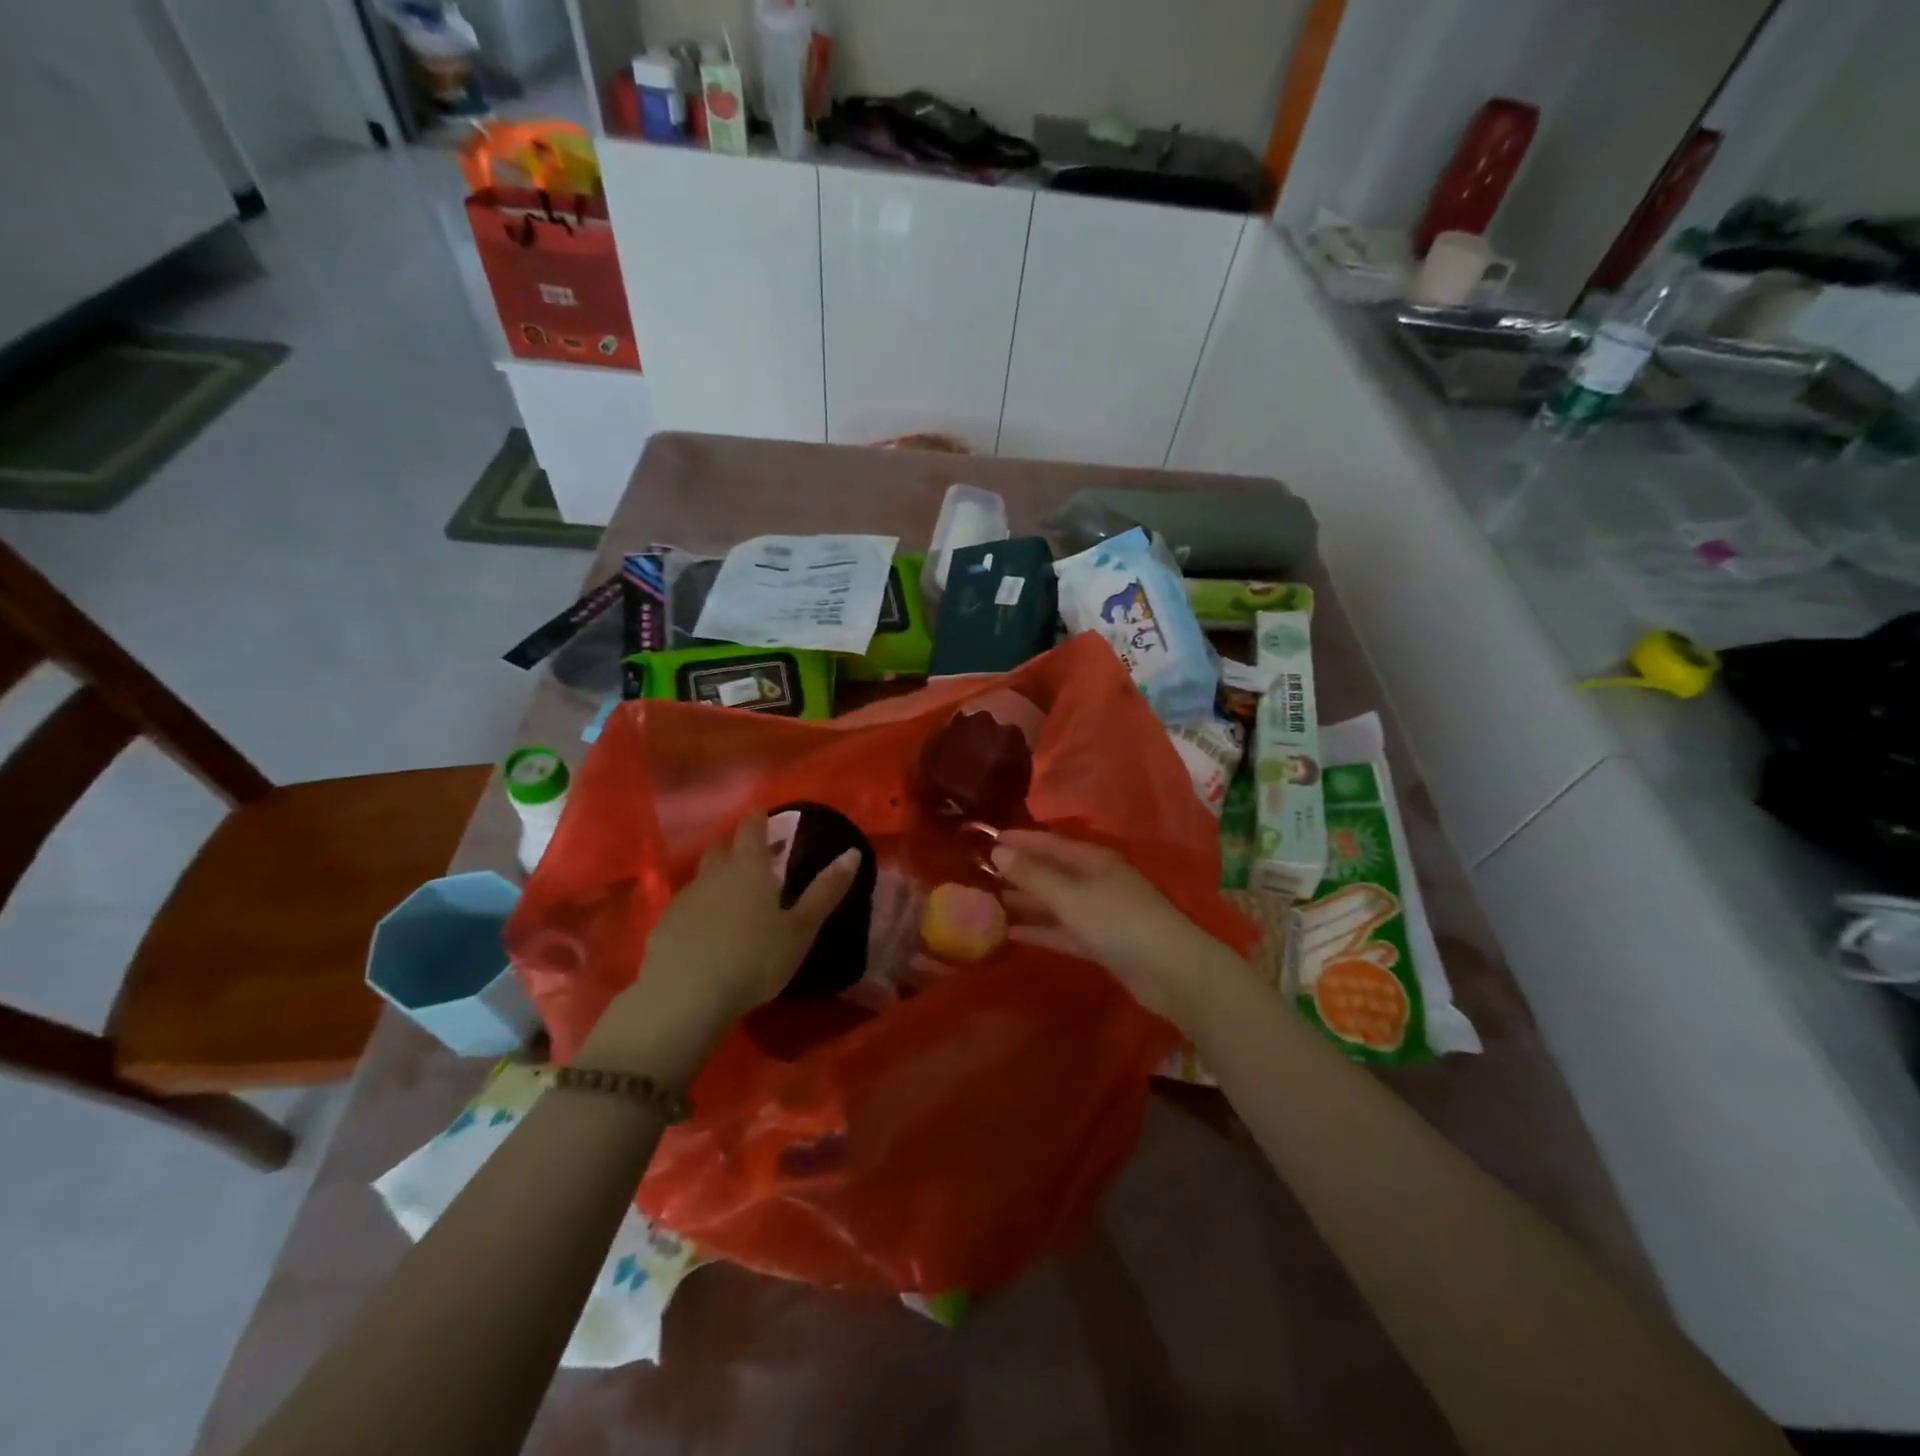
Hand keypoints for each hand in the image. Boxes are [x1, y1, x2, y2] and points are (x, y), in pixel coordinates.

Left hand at [584, 814, 858, 1081]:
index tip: (767, 820)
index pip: (751, 828)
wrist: (685, 998)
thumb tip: (852, 853)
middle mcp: (714, 874)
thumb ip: (826, 891)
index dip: (759, 821)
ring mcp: (685, 899)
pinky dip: (699, 909)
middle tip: (756, 862)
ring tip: (734, 900)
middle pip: (722, 849)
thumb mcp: (800, 929)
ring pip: (702, 877)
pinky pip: (686, 906)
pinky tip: (708, 932)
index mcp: (749, 867)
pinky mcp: (664, 925)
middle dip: (737, 849)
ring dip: (717, 880)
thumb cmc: (754, 959)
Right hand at [992, 830, 1242, 1027]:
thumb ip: (1033, 875)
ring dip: (1025, 902)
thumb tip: (998, 851)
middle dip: (1018, 871)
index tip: (986, 839)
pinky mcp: (1100, 943)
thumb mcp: (1071, 895)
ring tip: (988, 903)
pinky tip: (1011, 933)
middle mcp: (1095, 881)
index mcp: (1093, 859)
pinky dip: (1039, 930)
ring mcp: (1099, 913)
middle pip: (1051, 871)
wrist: (1172, 972)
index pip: (1048, 843)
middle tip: (979, 874)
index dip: (1019, 840)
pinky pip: (1062, 930)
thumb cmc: (1120, 922)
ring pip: (1054, 902)